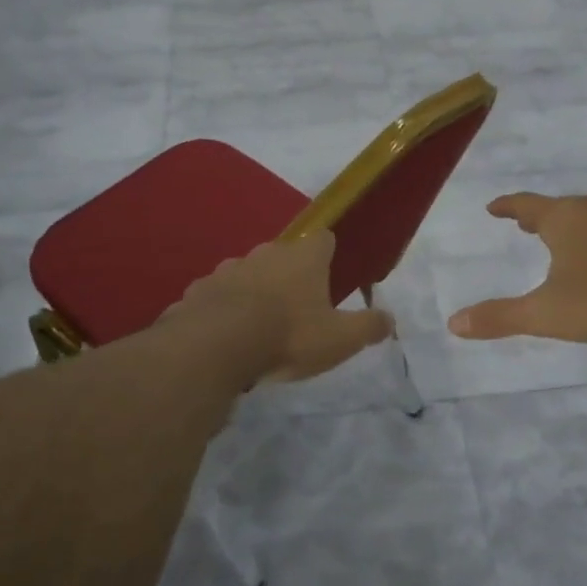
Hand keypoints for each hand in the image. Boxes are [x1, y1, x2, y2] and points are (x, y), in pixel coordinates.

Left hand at [168, 232, 392, 381]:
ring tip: (258, 327)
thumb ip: (368, 327)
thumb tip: (389, 319)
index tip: (331, 274)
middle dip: (290, 277)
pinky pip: (216, 297)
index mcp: (303, 258)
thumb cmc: (289, 335)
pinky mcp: (197, 291)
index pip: (323, 239)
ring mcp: (227, 269)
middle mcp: (265, 253)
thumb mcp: (341, 338)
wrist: (216, 346)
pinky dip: (222, 310)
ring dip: (254, 293)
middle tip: (296, 310)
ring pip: (247, 275)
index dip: (329, 254)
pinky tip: (225, 337)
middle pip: (283, 257)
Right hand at [448, 193, 586, 343]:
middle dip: (541, 216)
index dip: (507, 206)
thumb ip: (501, 317)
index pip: (526, 205)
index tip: (494, 208)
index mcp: (564, 220)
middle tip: (527, 225)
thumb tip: (453, 323)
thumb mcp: (547, 313)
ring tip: (570, 239)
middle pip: (561, 207)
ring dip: (577, 224)